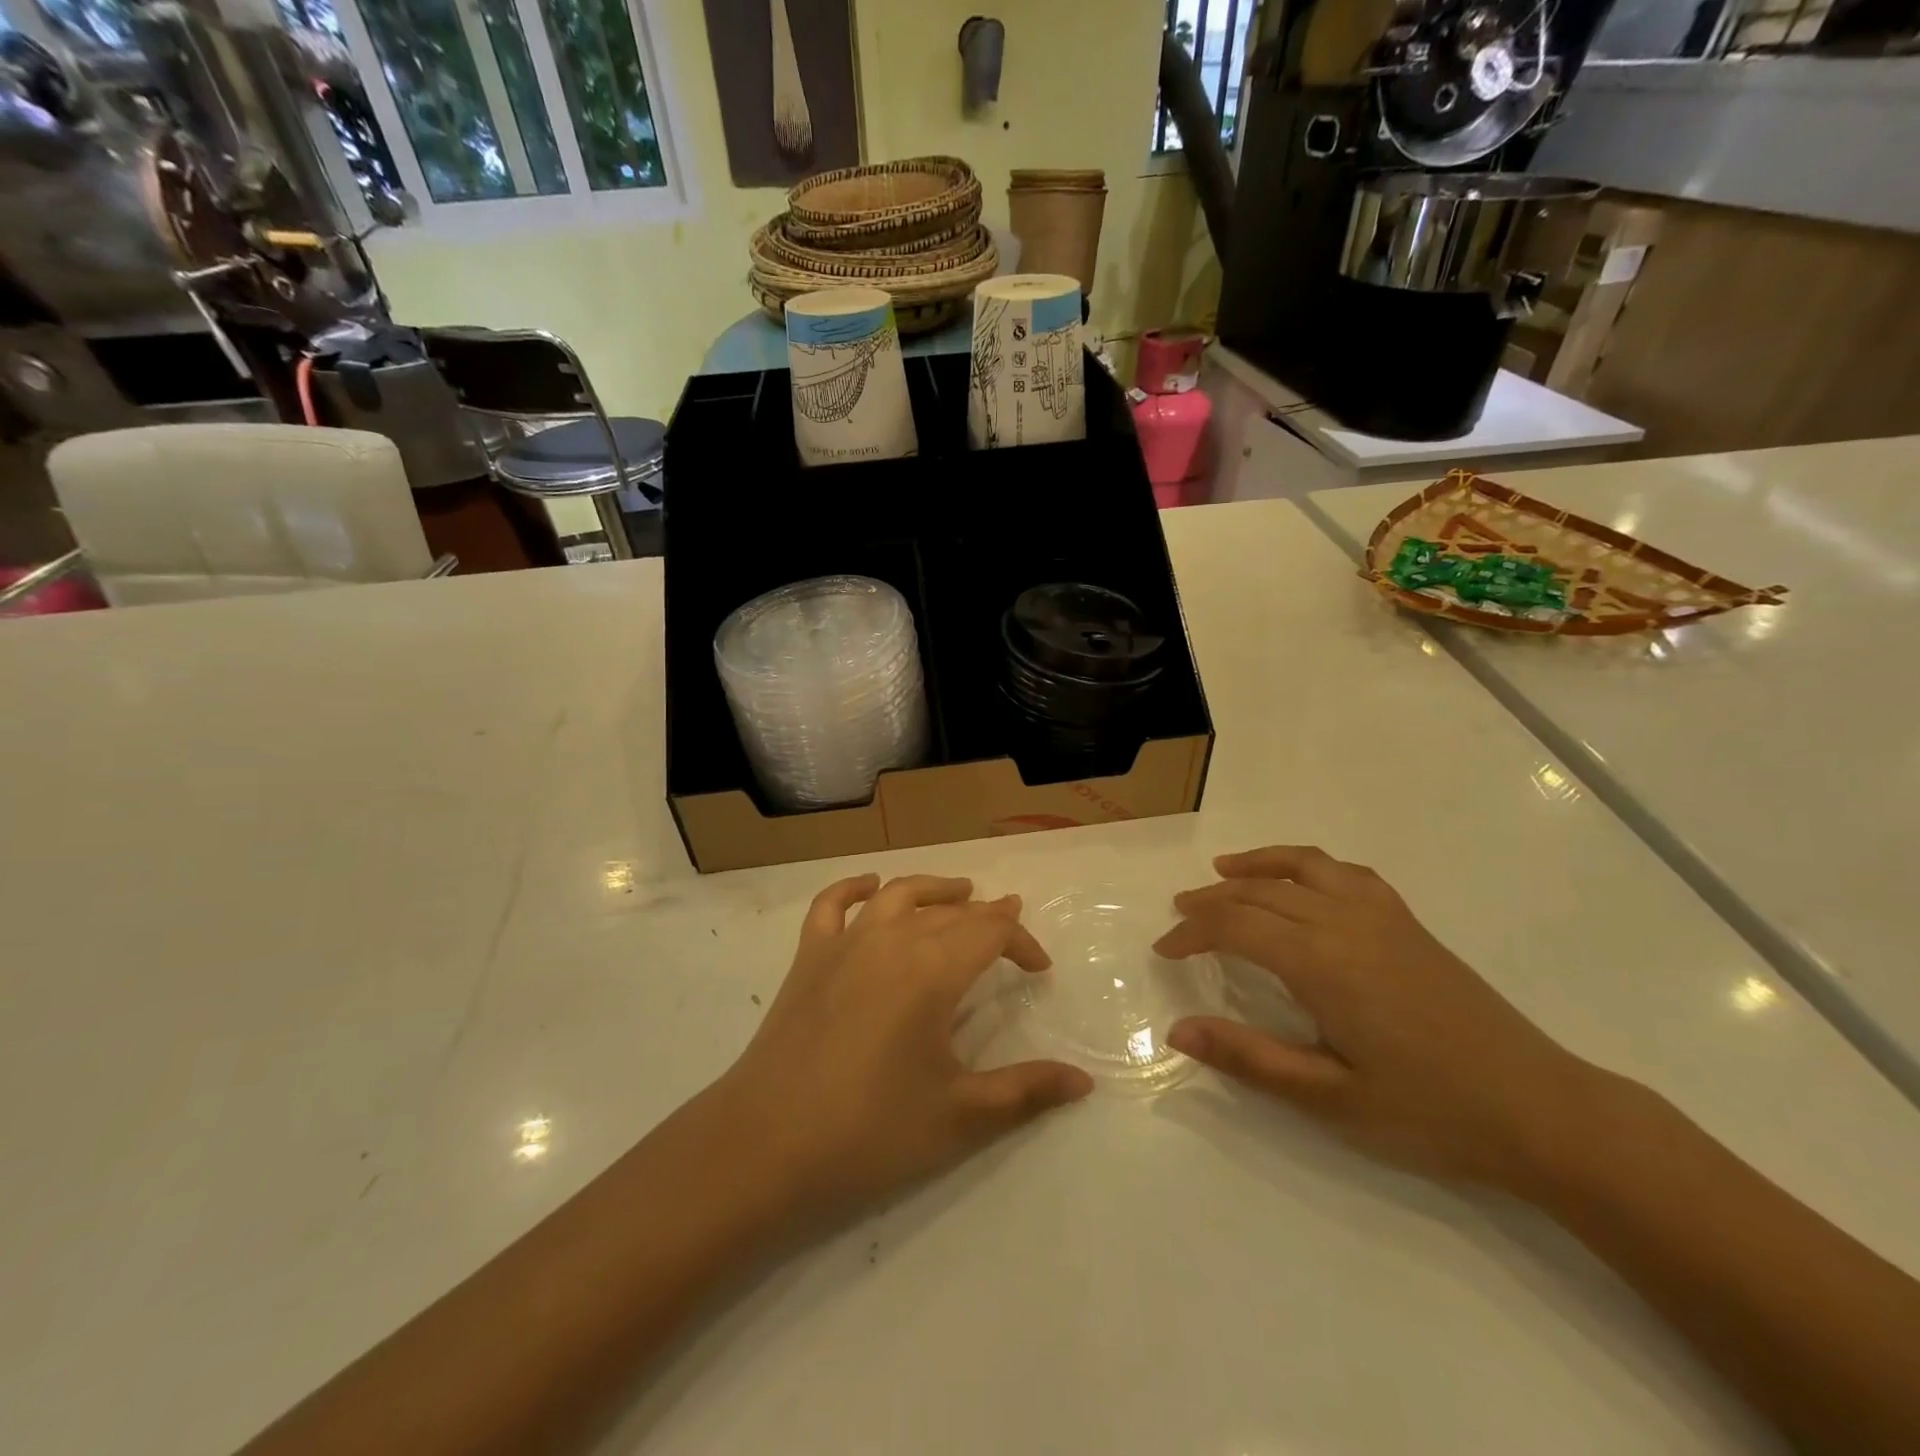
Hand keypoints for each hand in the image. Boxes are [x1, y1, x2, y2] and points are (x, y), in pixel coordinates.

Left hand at [709, 873, 1092, 1232]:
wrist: (766, 1146)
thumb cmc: (870, 1132)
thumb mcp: (959, 1116)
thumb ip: (1025, 1091)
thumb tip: (1084, 1081)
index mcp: (933, 970)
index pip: (991, 932)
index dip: (1022, 941)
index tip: (1040, 969)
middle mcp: (892, 940)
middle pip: (950, 912)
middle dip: (986, 917)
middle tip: (1009, 929)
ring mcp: (844, 943)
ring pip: (898, 894)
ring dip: (934, 889)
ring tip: (959, 892)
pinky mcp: (808, 957)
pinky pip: (831, 905)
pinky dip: (853, 888)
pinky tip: (870, 886)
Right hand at [1157, 846, 1600, 1188]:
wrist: (1540, 1110)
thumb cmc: (1429, 1111)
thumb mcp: (1329, 1098)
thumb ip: (1249, 1058)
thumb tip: (1178, 1031)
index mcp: (1322, 962)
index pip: (1235, 926)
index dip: (1191, 933)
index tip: (1163, 950)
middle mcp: (1345, 922)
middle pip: (1260, 892)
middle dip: (1211, 900)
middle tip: (1179, 915)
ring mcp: (1382, 916)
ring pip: (1304, 867)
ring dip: (1257, 865)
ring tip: (1223, 870)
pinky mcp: (1408, 922)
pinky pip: (1347, 873)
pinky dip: (1309, 866)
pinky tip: (1302, 883)